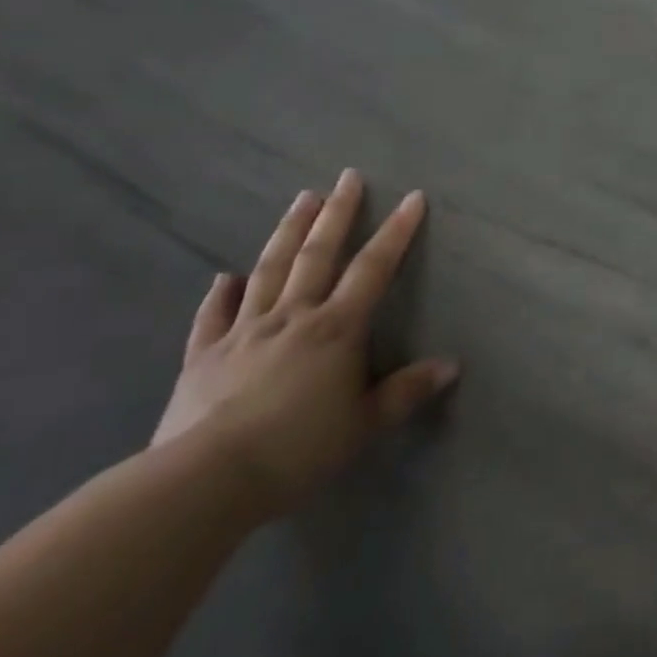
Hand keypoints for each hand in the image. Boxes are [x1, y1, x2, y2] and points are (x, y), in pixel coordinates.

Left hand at [152, 170, 458, 516]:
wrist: (203, 480)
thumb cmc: (297, 449)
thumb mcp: (364, 424)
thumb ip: (406, 392)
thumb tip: (452, 365)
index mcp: (336, 328)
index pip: (374, 268)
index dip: (397, 231)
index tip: (412, 197)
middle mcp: (292, 316)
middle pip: (318, 254)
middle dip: (337, 213)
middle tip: (347, 177)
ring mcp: (244, 332)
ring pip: (269, 270)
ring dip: (288, 232)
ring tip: (302, 198)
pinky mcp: (204, 357)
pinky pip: (213, 317)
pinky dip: (220, 295)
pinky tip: (224, 277)